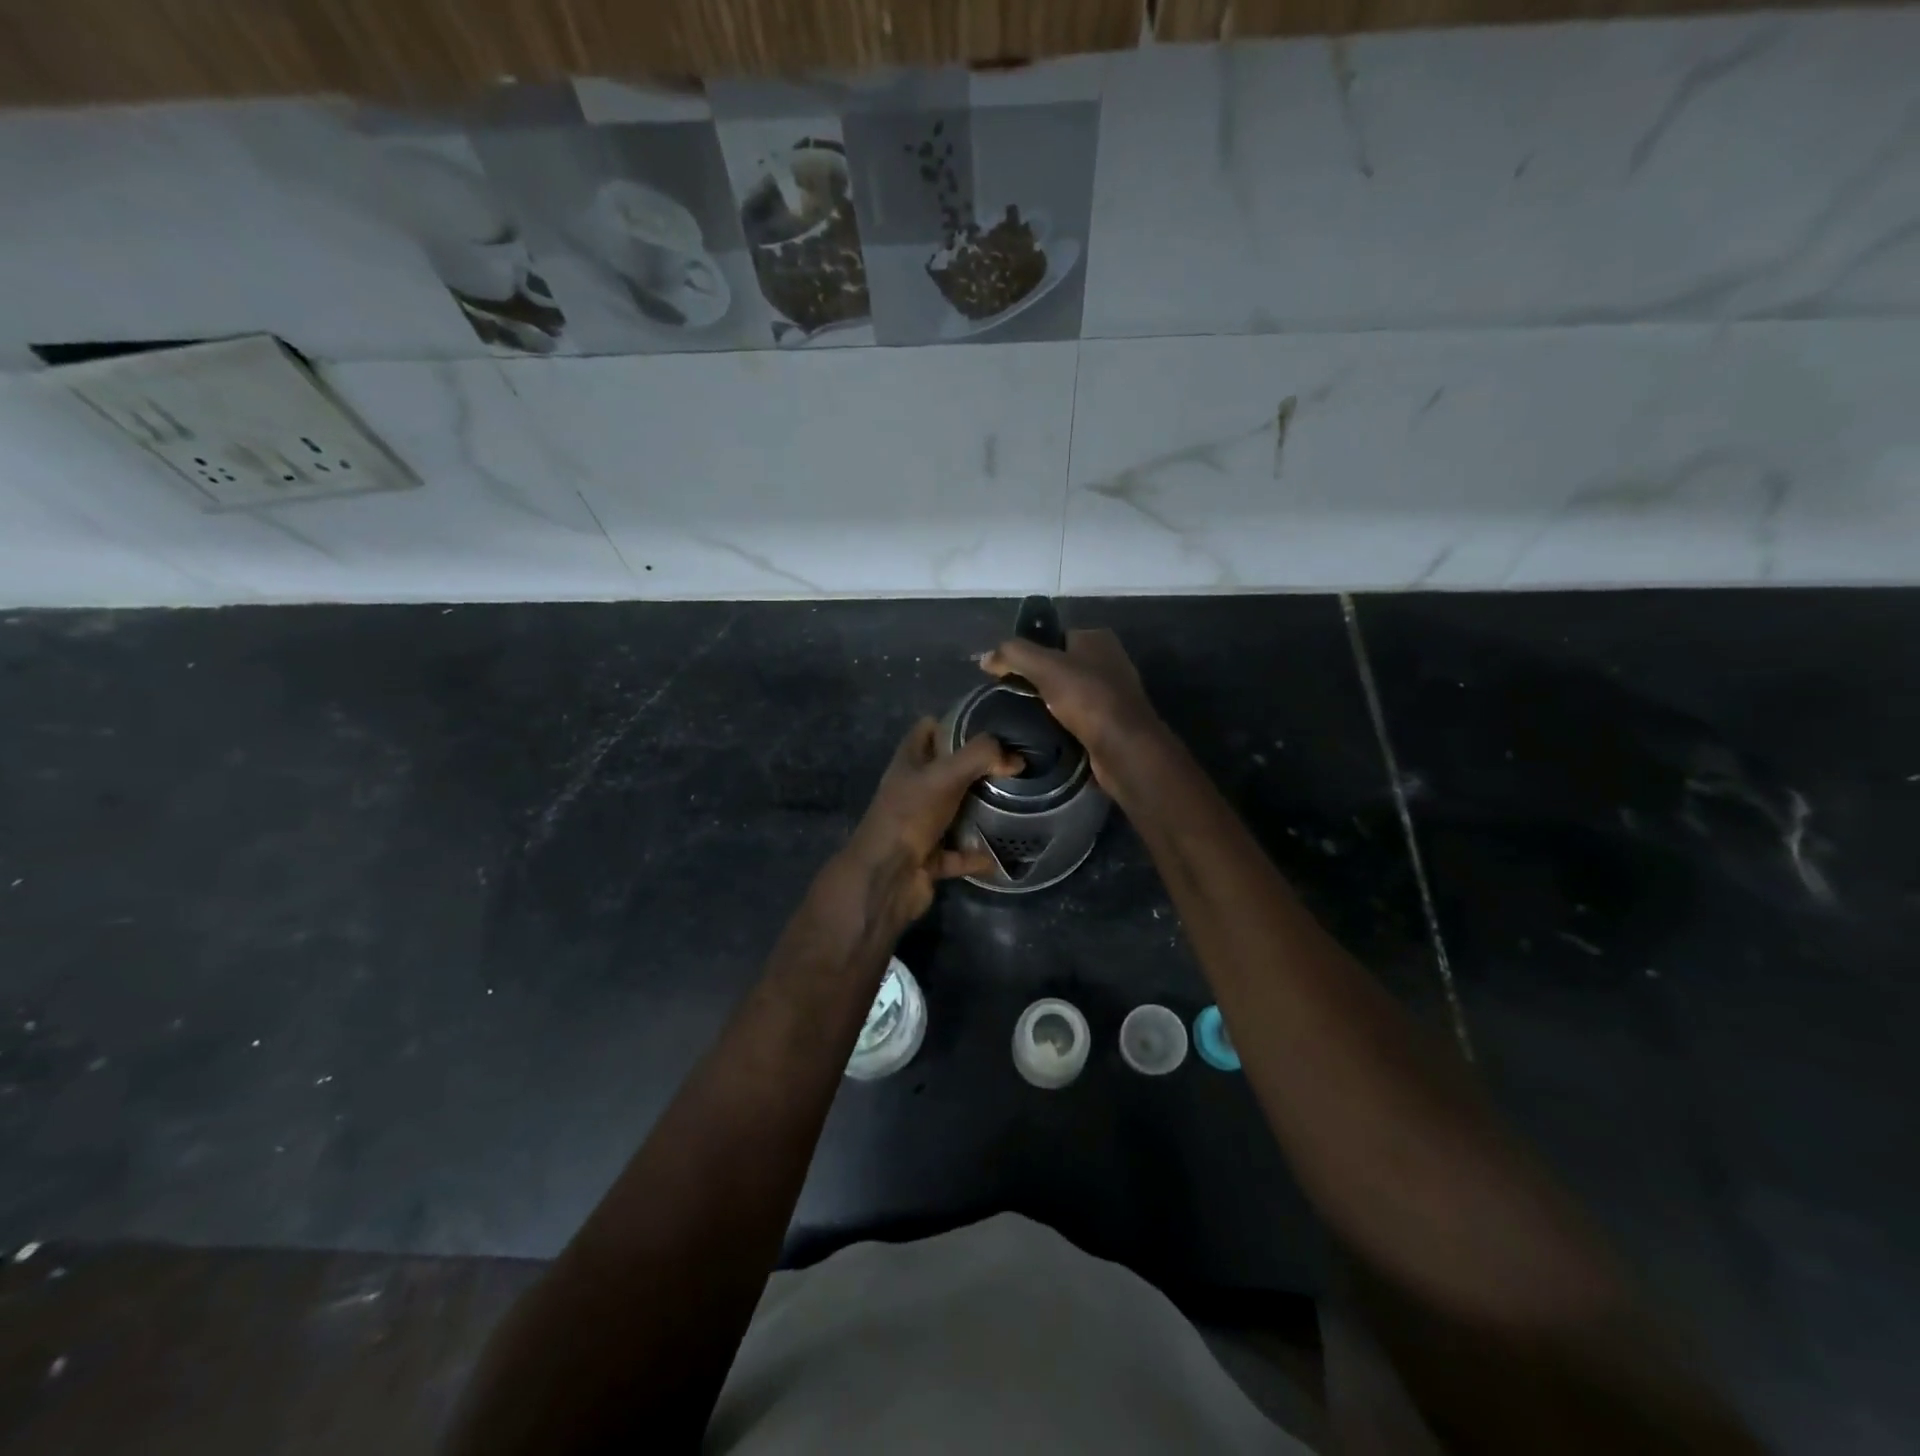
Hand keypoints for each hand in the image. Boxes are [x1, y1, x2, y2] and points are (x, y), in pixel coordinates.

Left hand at [839, 718, 1021, 926]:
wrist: (885, 878)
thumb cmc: (909, 816)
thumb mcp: (945, 775)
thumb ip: (981, 757)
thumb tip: (1015, 758)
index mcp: (908, 763)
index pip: (927, 730)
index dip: (954, 723)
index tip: (990, 726)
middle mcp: (911, 791)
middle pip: (945, 771)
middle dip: (975, 768)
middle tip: (1013, 765)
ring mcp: (917, 826)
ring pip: (953, 812)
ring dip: (978, 811)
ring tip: (1014, 803)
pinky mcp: (927, 858)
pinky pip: (957, 853)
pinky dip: (976, 855)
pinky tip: (1000, 854)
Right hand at [980, 629, 1162, 787]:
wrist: (1124, 748)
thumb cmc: (1087, 698)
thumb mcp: (1044, 667)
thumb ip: (1013, 654)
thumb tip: (985, 657)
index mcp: (1097, 638)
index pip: (1054, 636)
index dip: (1029, 650)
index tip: (1006, 670)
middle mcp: (1108, 660)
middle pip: (1060, 664)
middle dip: (1036, 679)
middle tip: (1009, 695)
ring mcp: (1112, 692)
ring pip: (1067, 692)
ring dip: (1047, 703)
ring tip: (1021, 714)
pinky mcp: (1110, 721)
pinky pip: (1076, 715)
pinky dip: (1060, 722)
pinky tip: (1043, 730)